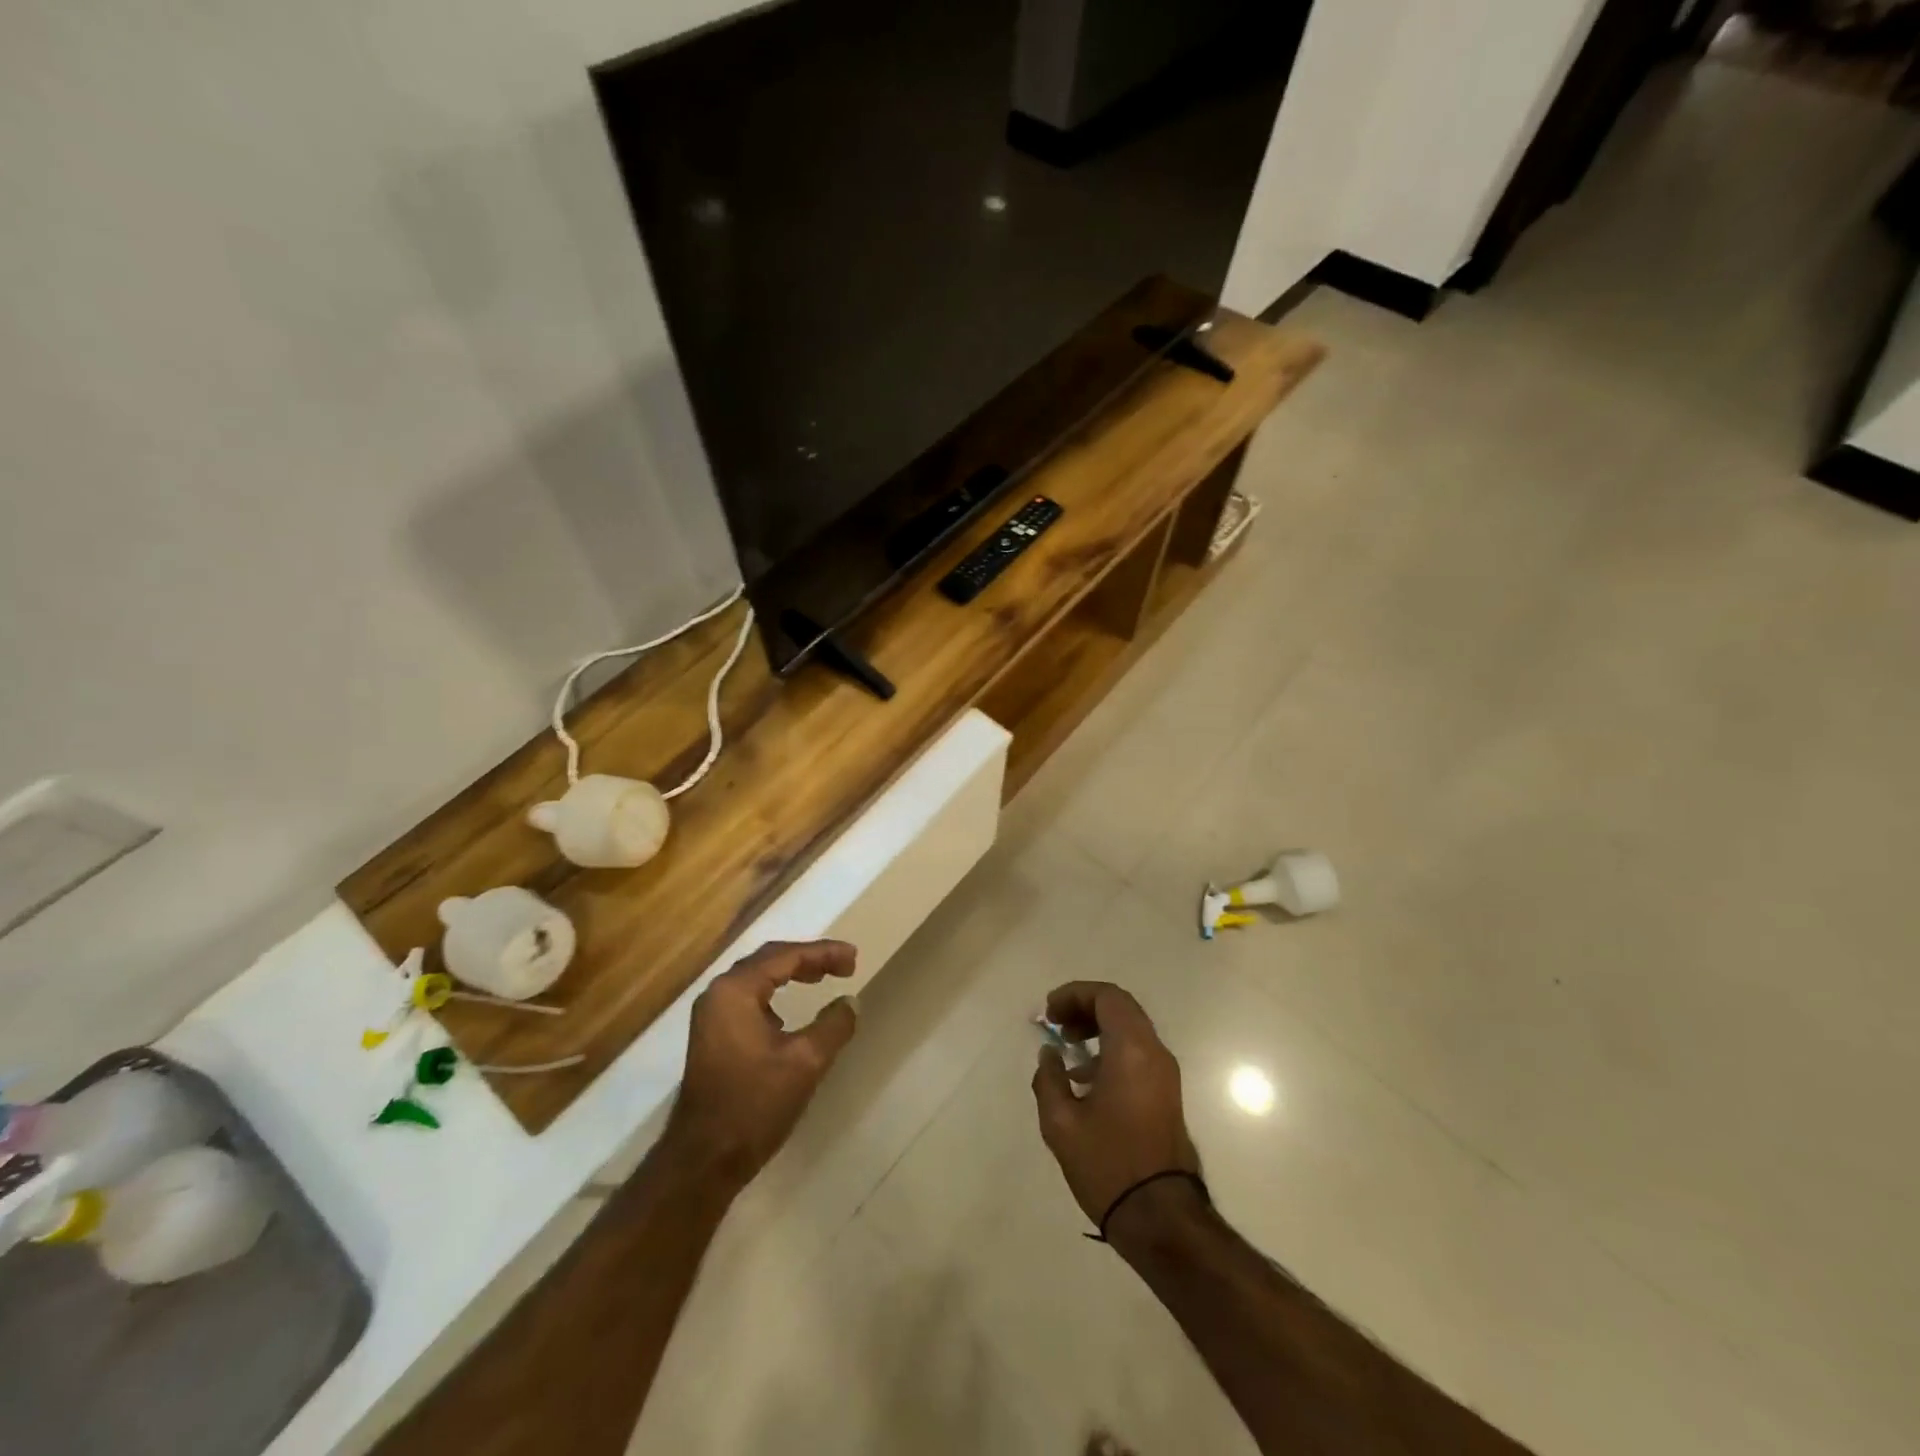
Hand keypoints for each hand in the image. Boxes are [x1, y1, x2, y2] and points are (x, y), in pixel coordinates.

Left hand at [664, 939, 859, 1188]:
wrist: (703, 1161)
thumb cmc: (754, 1105)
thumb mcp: (805, 1062)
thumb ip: (833, 1025)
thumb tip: (851, 1001)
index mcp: (736, 991)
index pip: (785, 956)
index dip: (823, 953)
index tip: (854, 957)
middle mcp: (718, 994)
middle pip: (769, 960)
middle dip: (808, 958)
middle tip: (843, 964)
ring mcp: (712, 1016)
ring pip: (757, 978)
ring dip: (791, 973)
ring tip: (823, 977)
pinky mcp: (713, 1036)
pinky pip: (749, 998)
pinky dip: (775, 993)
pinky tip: (791, 1010)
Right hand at [1031, 981, 1199, 1228]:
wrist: (1160, 1217)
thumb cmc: (1108, 1165)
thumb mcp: (1061, 1123)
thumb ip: (1049, 1079)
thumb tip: (1049, 1055)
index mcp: (1132, 1051)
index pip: (1107, 997)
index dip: (1075, 994)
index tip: (1049, 1012)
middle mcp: (1154, 1053)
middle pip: (1121, 1008)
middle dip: (1085, 1008)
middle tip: (1057, 1024)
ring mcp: (1165, 1074)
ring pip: (1131, 1029)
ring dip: (1098, 1028)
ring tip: (1067, 1049)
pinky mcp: (1167, 1094)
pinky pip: (1138, 1052)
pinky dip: (1111, 1049)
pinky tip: (1085, 1079)